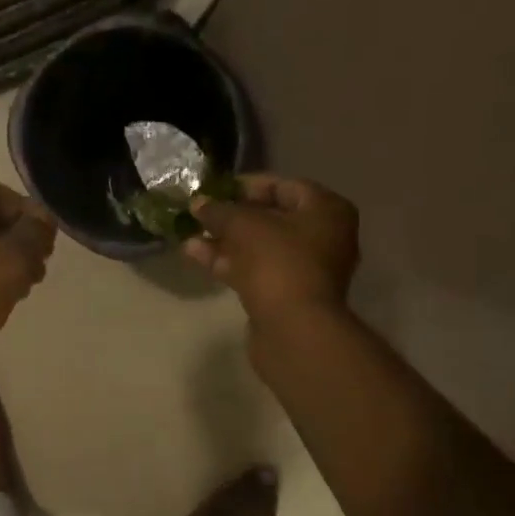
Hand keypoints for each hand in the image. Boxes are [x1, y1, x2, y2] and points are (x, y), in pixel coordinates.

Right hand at [183, 175, 359, 327]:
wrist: (293, 329)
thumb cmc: (278, 263)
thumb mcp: (244, 225)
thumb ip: (220, 211)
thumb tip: (198, 203)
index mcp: (326, 210)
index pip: (283, 186)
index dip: (245, 186)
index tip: (214, 190)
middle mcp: (323, 237)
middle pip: (271, 218)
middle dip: (231, 216)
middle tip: (200, 213)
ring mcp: (305, 269)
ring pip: (259, 247)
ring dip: (224, 240)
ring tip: (188, 234)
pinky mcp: (286, 295)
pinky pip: (255, 270)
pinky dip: (229, 262)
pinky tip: (195, 255)